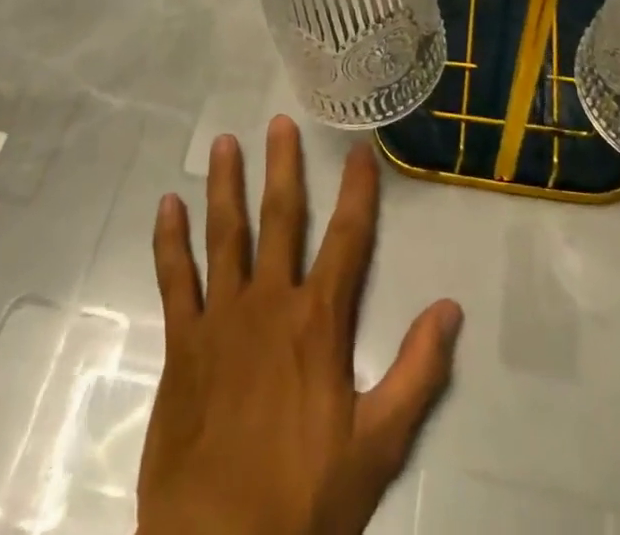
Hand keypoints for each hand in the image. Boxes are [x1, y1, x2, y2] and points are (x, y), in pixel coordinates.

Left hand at [137, 116, 462, 534]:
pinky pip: (174, 278)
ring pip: (225, 234)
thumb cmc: (305, 500)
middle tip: (279, 121)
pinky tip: (168, 204)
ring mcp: (221, 317)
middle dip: (284, 167)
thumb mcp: (379, 445)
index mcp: (319, 321)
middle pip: (281, 218)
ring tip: (226, 142)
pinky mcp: (182, 342)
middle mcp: (270, 301)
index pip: (349, 239)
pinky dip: (170, 239)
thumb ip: (418, 372)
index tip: (360, 150)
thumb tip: (451, 307)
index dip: (358, 191)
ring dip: (226, 185)